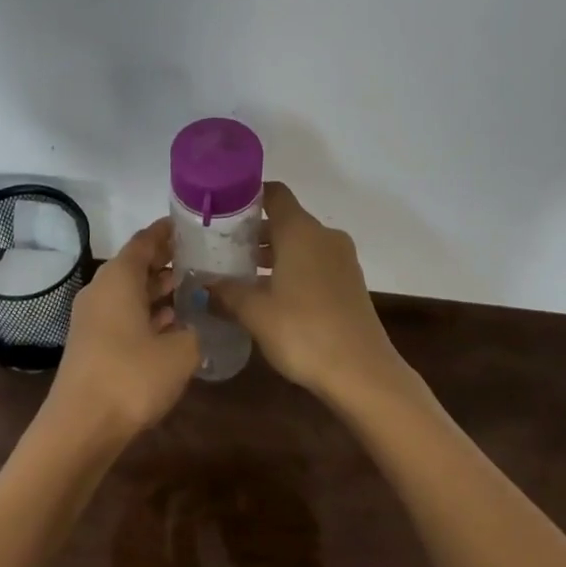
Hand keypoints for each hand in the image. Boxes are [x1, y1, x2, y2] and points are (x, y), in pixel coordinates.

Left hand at [50, 220, 199, 440]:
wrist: (81, 427)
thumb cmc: (132, 376)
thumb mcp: (180, 352)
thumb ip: (194, 330)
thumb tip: (195, 323)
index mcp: (120, 277)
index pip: (145, 240)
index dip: (168, 231)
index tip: (191, 225)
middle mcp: (102, 288)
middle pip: (136, 264)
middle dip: (166, 260)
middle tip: (200, 258)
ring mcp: (93, 316)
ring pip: (129, 291)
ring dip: (157, 289)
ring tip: (192, 288)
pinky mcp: (92, 342)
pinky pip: (123, 314)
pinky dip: (146, 312)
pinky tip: (171, 324)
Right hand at [212, 182, 409, 406]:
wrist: (363, 373)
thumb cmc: (304, 332)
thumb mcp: (256, 313)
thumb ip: (226, 292)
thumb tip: (202, 284)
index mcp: (300, 231)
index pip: (275, 194)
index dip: (249, 196)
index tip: (223, 209)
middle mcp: (324, 235)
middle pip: (286, 219)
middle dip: (255, 231)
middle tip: (223, 248)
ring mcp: (342, 259)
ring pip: (301, 243)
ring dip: (274, 253)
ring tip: (242, 274)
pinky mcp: (351, 282)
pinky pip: (316, 262)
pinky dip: (294, 268)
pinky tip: (273, 295)